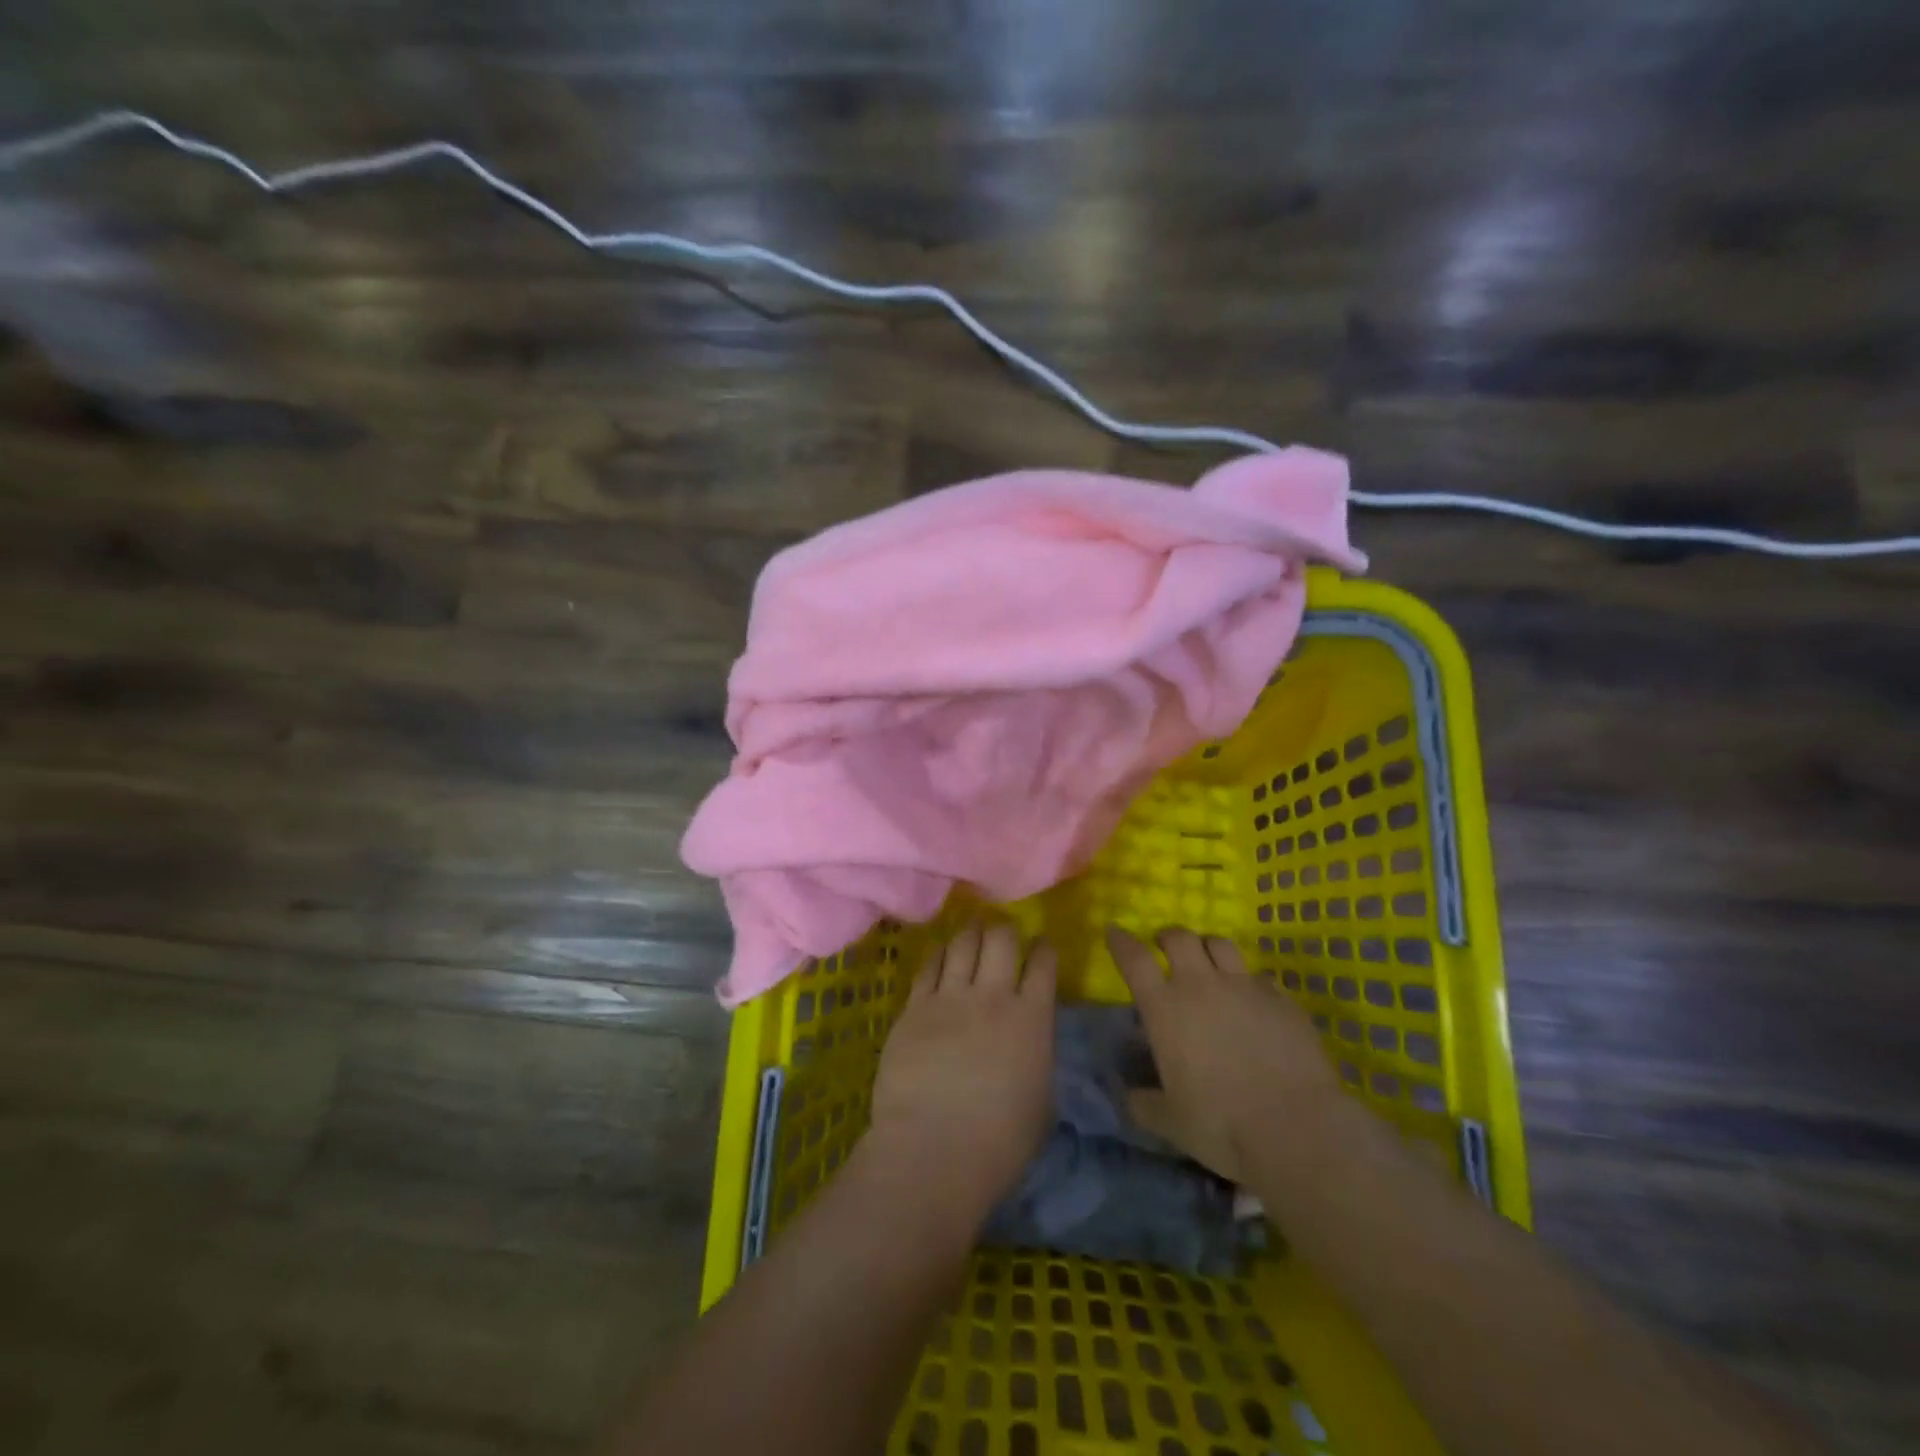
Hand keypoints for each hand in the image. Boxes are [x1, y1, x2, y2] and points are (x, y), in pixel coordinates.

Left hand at [868, 919, 1056, 1225]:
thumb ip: (1037, 1055)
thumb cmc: (1000, 1142)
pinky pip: (928, 964)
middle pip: (1001, 938)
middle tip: (1003, 935)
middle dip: (1005, 929)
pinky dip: (938, 953)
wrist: (933, 1152)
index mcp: (1032, 1019)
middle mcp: (993, 996)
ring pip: (962, 942)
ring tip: (971, 933)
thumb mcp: (1041, 1099)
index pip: (1044, 963)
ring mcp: (949, 998)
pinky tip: (940, 954)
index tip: (1041, 946)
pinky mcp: (914, 1007)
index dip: (1044, 948)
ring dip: (971, 933)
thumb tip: (1031, 1040)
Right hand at [1107, 927, 1342, 1183]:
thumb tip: (1130, 1096)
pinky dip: (1249, 981)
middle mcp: (1201, 986)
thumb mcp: (1170, 1122)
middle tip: (1165, 948)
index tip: (1114, 931)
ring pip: (1221, 944)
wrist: (1296, 1129)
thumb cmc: (1221, 1125)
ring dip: (1207, 947)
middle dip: (1167, 937)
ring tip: (1208, 963)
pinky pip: (1260, 976)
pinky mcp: (1282, 1000)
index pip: (1135, 959)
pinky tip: (1253, 1000)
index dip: (1121, 941)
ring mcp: (1245, 988)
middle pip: (1179, 938)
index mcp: (1165, 1009)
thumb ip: (1144, 1104)